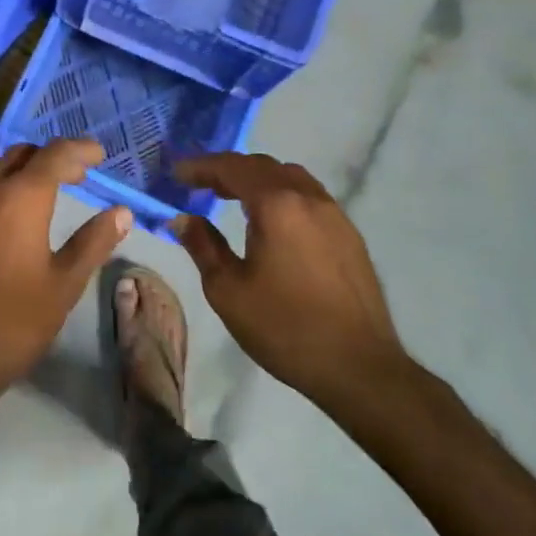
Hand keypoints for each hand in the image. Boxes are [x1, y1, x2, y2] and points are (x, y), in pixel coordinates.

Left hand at [0, 140, 131, 418]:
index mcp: (20, 199)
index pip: (55, 154)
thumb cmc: (14, 324)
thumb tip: (121, 212)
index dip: (79, 149)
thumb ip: (93, 242)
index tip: (97, 155)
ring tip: (34, 202)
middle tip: (71, 177)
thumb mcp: (64, 285)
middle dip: (47, 159)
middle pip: (18, 155)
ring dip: (15, 178)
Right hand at [172, 153, 407, 412]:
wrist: (360, 369)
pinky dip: (281, 195)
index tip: (176, 174)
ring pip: (291, 178)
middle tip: (199, 184)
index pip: (232, 168)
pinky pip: (309, 197)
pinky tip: (270, 221)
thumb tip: (182, 219)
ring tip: (232, 197)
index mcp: (277, 206)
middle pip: (263, 166)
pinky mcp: (350, 236)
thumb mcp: (227, 290)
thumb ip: (202, 246)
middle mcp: (309, 199)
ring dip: (257, 179)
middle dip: (228, 169)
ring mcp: (335, 216)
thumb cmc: (285, 328)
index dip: (201, 167)